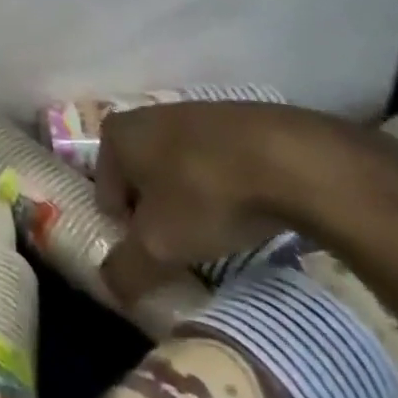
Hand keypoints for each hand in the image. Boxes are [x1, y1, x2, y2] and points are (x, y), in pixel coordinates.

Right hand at [93, 101, 397, 306]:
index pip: (106, 193)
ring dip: (194, 200)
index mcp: (116, 134)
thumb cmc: (206, 195)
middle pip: (142, 179)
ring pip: (181, 169)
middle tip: (188, 247)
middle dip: (160, 213)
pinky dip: (227, 185)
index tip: (158, 252)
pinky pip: (219, 162)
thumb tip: (109, 286)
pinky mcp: (237, 119)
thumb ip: (125, 269)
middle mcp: (145, 114)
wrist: (292, 158)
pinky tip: (251, 209)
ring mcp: (193, 112)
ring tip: (223, 231)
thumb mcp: (159, 246)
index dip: (128, 230)